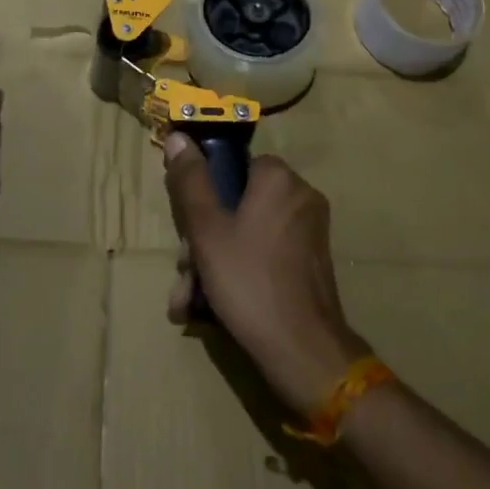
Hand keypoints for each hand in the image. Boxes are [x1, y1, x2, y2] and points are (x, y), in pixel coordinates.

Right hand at [163, 133, 370, 413]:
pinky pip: (266, 254)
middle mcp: (300, 196)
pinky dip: (240, 272)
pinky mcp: (311, 262)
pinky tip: (212, 307)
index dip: (202, 194)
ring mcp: (309, 231)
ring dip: (214, 262)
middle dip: (203, 240)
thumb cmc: (249, 280)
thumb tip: (178, 136)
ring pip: (247, 233)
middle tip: (185, 272)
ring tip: (190, 300)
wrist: (303, 351)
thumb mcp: (206, 229)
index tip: (185, 227)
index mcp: (278, 178)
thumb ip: (190, 181)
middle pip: (237, 204)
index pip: (231, 166)